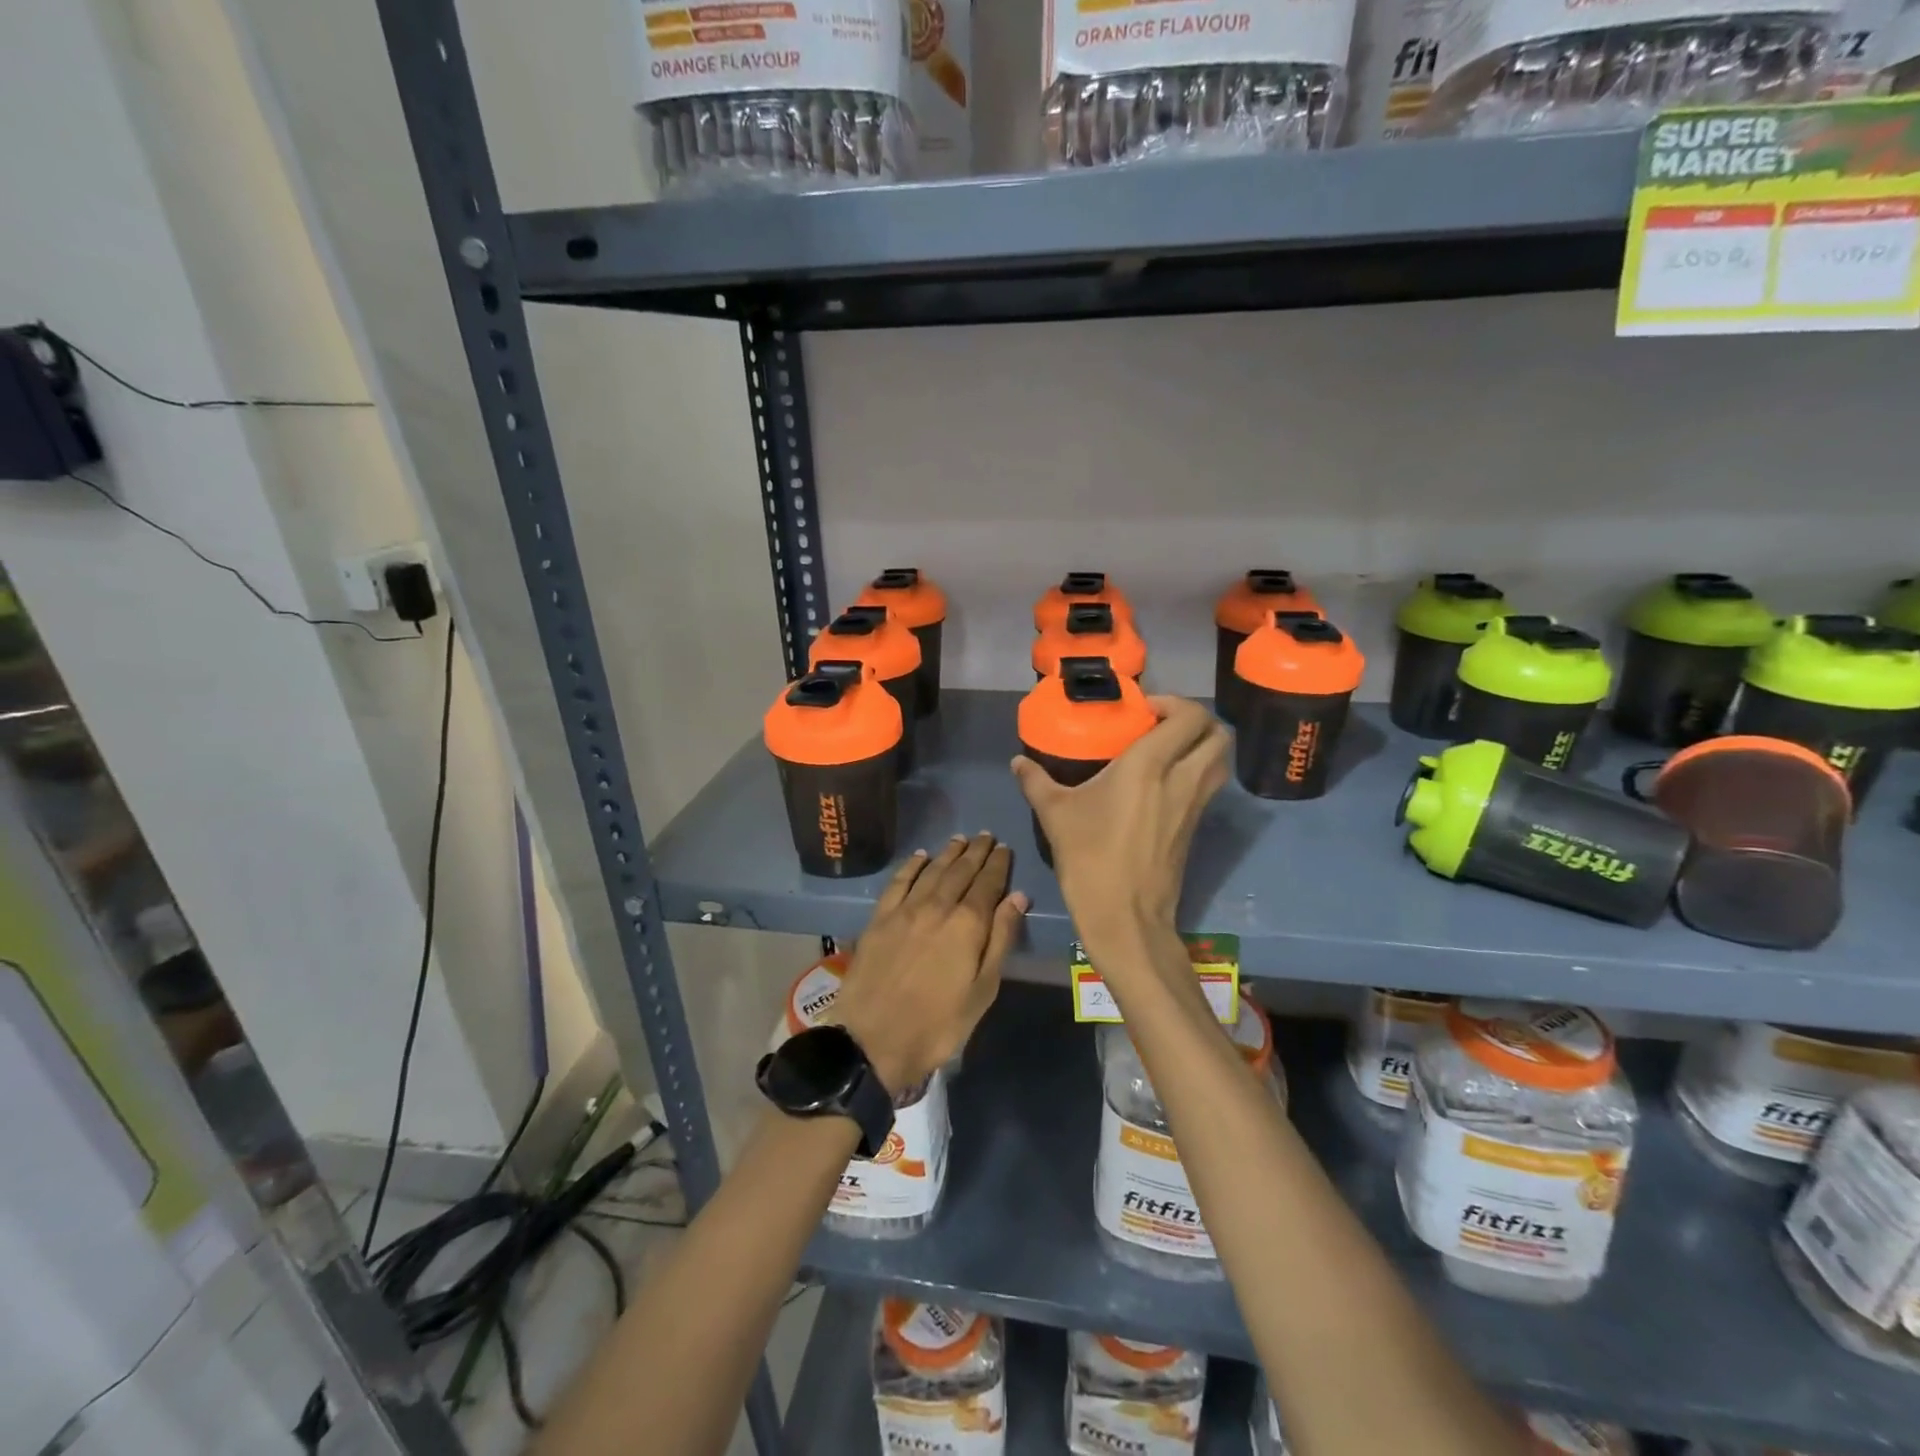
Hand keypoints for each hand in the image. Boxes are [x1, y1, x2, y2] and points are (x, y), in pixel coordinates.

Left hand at [831, 833, 1027, 1096]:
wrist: (873, 1040)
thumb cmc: (938, 1024)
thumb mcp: (982, 991)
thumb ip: (1000, 939)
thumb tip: (1018, 897)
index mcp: (967, 925)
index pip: (988, 884)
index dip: (998, 864)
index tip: (1005, 848)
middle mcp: (937, 906)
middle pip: (960, 871)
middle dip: (976, 852)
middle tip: (987, 836)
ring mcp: (905, 910)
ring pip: (932, 871)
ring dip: (948, 853)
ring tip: (961, 839)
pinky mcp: (879, 918)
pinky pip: (899, 881)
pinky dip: (912, 865)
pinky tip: (920, 857)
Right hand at [1011, 697, 1228, 947]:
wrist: (1124, 916)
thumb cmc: (1089, 857)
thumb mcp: (1055, 814)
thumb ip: (1036, 781)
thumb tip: (1018, 762)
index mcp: (1150, 765)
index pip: (1189, 716)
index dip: (1174, 703)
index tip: (1144, 711)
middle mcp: (1182, 778)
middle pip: (1218, 734)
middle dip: (1197, 721)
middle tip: (1162, 725)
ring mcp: (1194, 805)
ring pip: (1220, 761)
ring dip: (1202, 746)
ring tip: (1167, 750)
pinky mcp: (1195, 827)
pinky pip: (1209, 786)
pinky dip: (1198, 772)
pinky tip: (1163, 784)